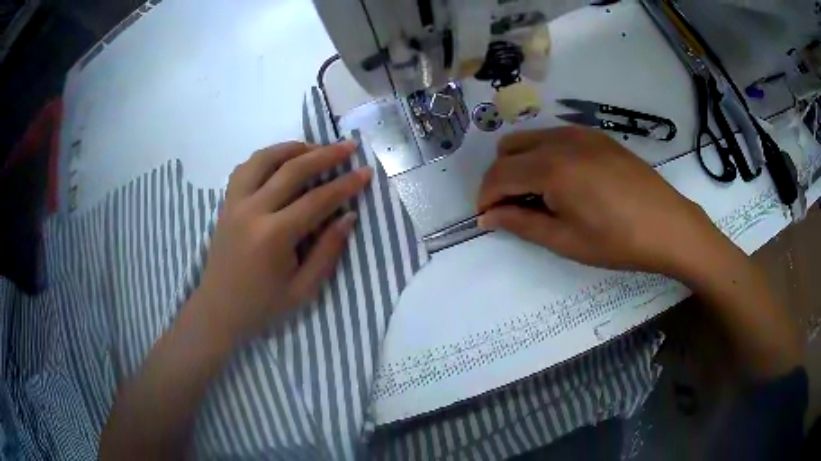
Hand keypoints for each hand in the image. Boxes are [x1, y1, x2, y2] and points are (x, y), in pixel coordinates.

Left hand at [195, 141, 371, 342]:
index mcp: (273, 236)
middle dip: (325, 155)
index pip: (317, 200)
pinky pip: (245, 168)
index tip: (365, 172)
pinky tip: (280, 161)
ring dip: (292, 148)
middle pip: (292, 170)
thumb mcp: (302, 290)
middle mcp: (251, 211)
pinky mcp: (225, 203)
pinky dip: (266, 157)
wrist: (218, 310)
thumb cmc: (262, 306)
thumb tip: (348, 216)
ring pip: (263, 159)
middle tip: (348, 146)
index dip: (345, 185)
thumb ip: (327, 251)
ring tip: (314, 147)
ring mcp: (234, 203)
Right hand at [477, 127, 727, 278]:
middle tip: (515, 208)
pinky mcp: (597, 136)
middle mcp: (561, 140)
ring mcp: (581, 133)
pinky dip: (545, 155)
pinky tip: (565, 182)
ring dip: (522, 164)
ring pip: (531, 139)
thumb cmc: (617, 241)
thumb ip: (521, 223)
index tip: (488, 218)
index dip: (486, 197)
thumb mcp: (565, 240)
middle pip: (509, 149)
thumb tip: (488, 216)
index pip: (499, 174)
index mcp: (551, 168)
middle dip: (501, 178)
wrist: (668, 226)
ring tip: (540, 196)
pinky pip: (555, 137)